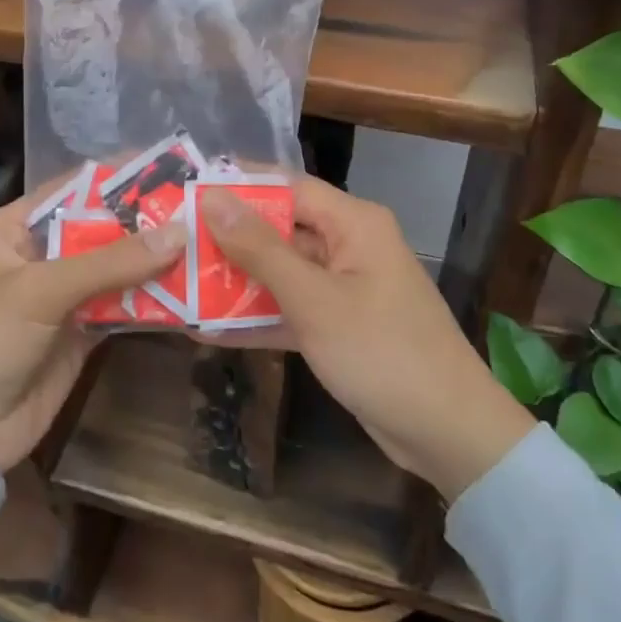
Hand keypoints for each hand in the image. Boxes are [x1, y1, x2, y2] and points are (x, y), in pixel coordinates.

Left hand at [0, 193, 185, 470]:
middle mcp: (38, 258)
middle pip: (99, 230)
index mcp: (12, 231)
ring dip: (153, 262)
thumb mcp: (40, 291)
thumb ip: (110, 262)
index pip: (71, 191)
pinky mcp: (79, 335)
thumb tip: (180, 231)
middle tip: (200, 207)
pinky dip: (150, 302)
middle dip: (144, 222)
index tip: (168, 167)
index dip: (116, 178)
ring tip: (206, 242)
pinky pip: (120, 309)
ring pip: (114, 271)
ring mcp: (60, 299)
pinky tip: (189, 290)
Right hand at [199, 178, 534, 499]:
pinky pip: (291, 309)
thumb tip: (213, 198)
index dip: (237, 188)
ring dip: (237, 282)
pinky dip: (258, 318)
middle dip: (228, 240)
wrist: (448, 433)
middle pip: (279, 230)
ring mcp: (345, 287)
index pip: (286, 187)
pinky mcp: (340, 325)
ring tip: (180, 284)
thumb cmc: (381, 353)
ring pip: (281, 272)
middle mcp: (349, 245)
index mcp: (353, 223)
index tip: (186, 193)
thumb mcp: (313, 299)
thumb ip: (260, 249)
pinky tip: (208, 330)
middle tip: (172, 243)